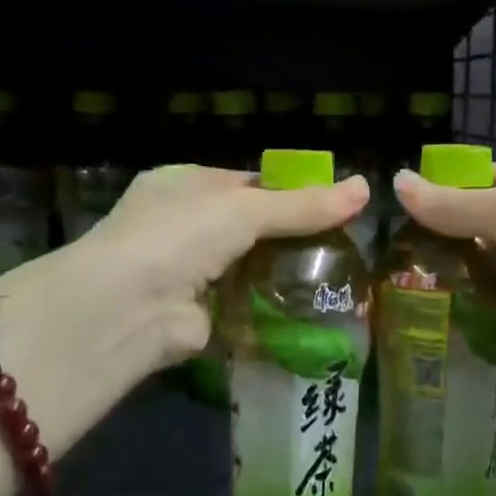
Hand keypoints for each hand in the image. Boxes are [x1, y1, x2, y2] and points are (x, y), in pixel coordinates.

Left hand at [0, 167, 368, 431]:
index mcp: (186, 184)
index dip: (289, 191)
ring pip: (250, 266)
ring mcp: (189, 271)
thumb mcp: (246, 209)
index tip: (333, 204)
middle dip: (291, 235)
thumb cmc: (181, 235)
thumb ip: (304, 205)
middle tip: (345, 244)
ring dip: (284, 272)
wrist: (130, 306)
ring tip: (340, 275)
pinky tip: (313, 307)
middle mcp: (184, 225)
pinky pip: (246, 304)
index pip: (247, 182)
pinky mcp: (200, 313)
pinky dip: (272, 306)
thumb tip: (366, 187)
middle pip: (251, 226)